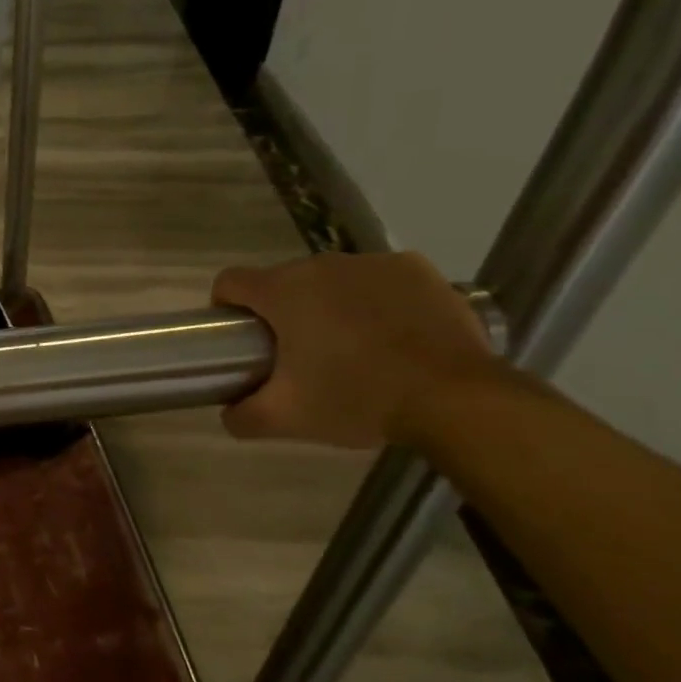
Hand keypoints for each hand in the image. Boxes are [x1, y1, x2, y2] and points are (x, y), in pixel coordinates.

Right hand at [211, 252, 500, 448]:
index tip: (241, 339)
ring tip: (350, 346)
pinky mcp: (417, 269)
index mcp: (282, 291)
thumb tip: (228, 413)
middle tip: (298, 355)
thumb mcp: (287, 419)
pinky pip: (379, 279)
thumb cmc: (356, 398)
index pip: (230, 282)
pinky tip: (391, 333)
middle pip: (283, 281)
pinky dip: (376, 299)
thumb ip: (243, 416)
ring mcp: (372, 262)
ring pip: (332, 280)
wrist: (454, 398)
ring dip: (328, 304)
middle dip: (283, 312)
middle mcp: (321, 264)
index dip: (226, 308)